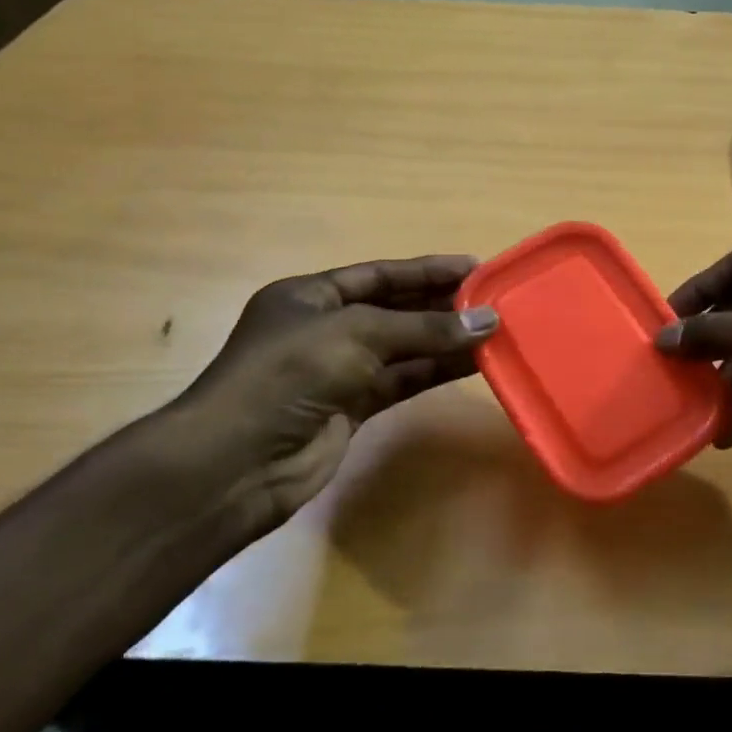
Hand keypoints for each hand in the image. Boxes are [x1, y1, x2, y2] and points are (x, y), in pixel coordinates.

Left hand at [162, 255, 497, 527]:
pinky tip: (473, 363)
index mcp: (310, 296)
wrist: (236, 464)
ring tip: (495, 330)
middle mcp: (325, 329)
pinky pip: (403, 381)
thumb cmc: (288, 375)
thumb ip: (424, 328)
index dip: (427, 271)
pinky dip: (436, 371)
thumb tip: (487, 321)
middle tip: (495, 300)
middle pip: (394, 309)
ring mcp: (338, 371)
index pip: (379, 275)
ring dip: (446, 340)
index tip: (476, 267)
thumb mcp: (357, 335)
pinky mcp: (352, 408)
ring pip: (403, 348)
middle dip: (442, 304)